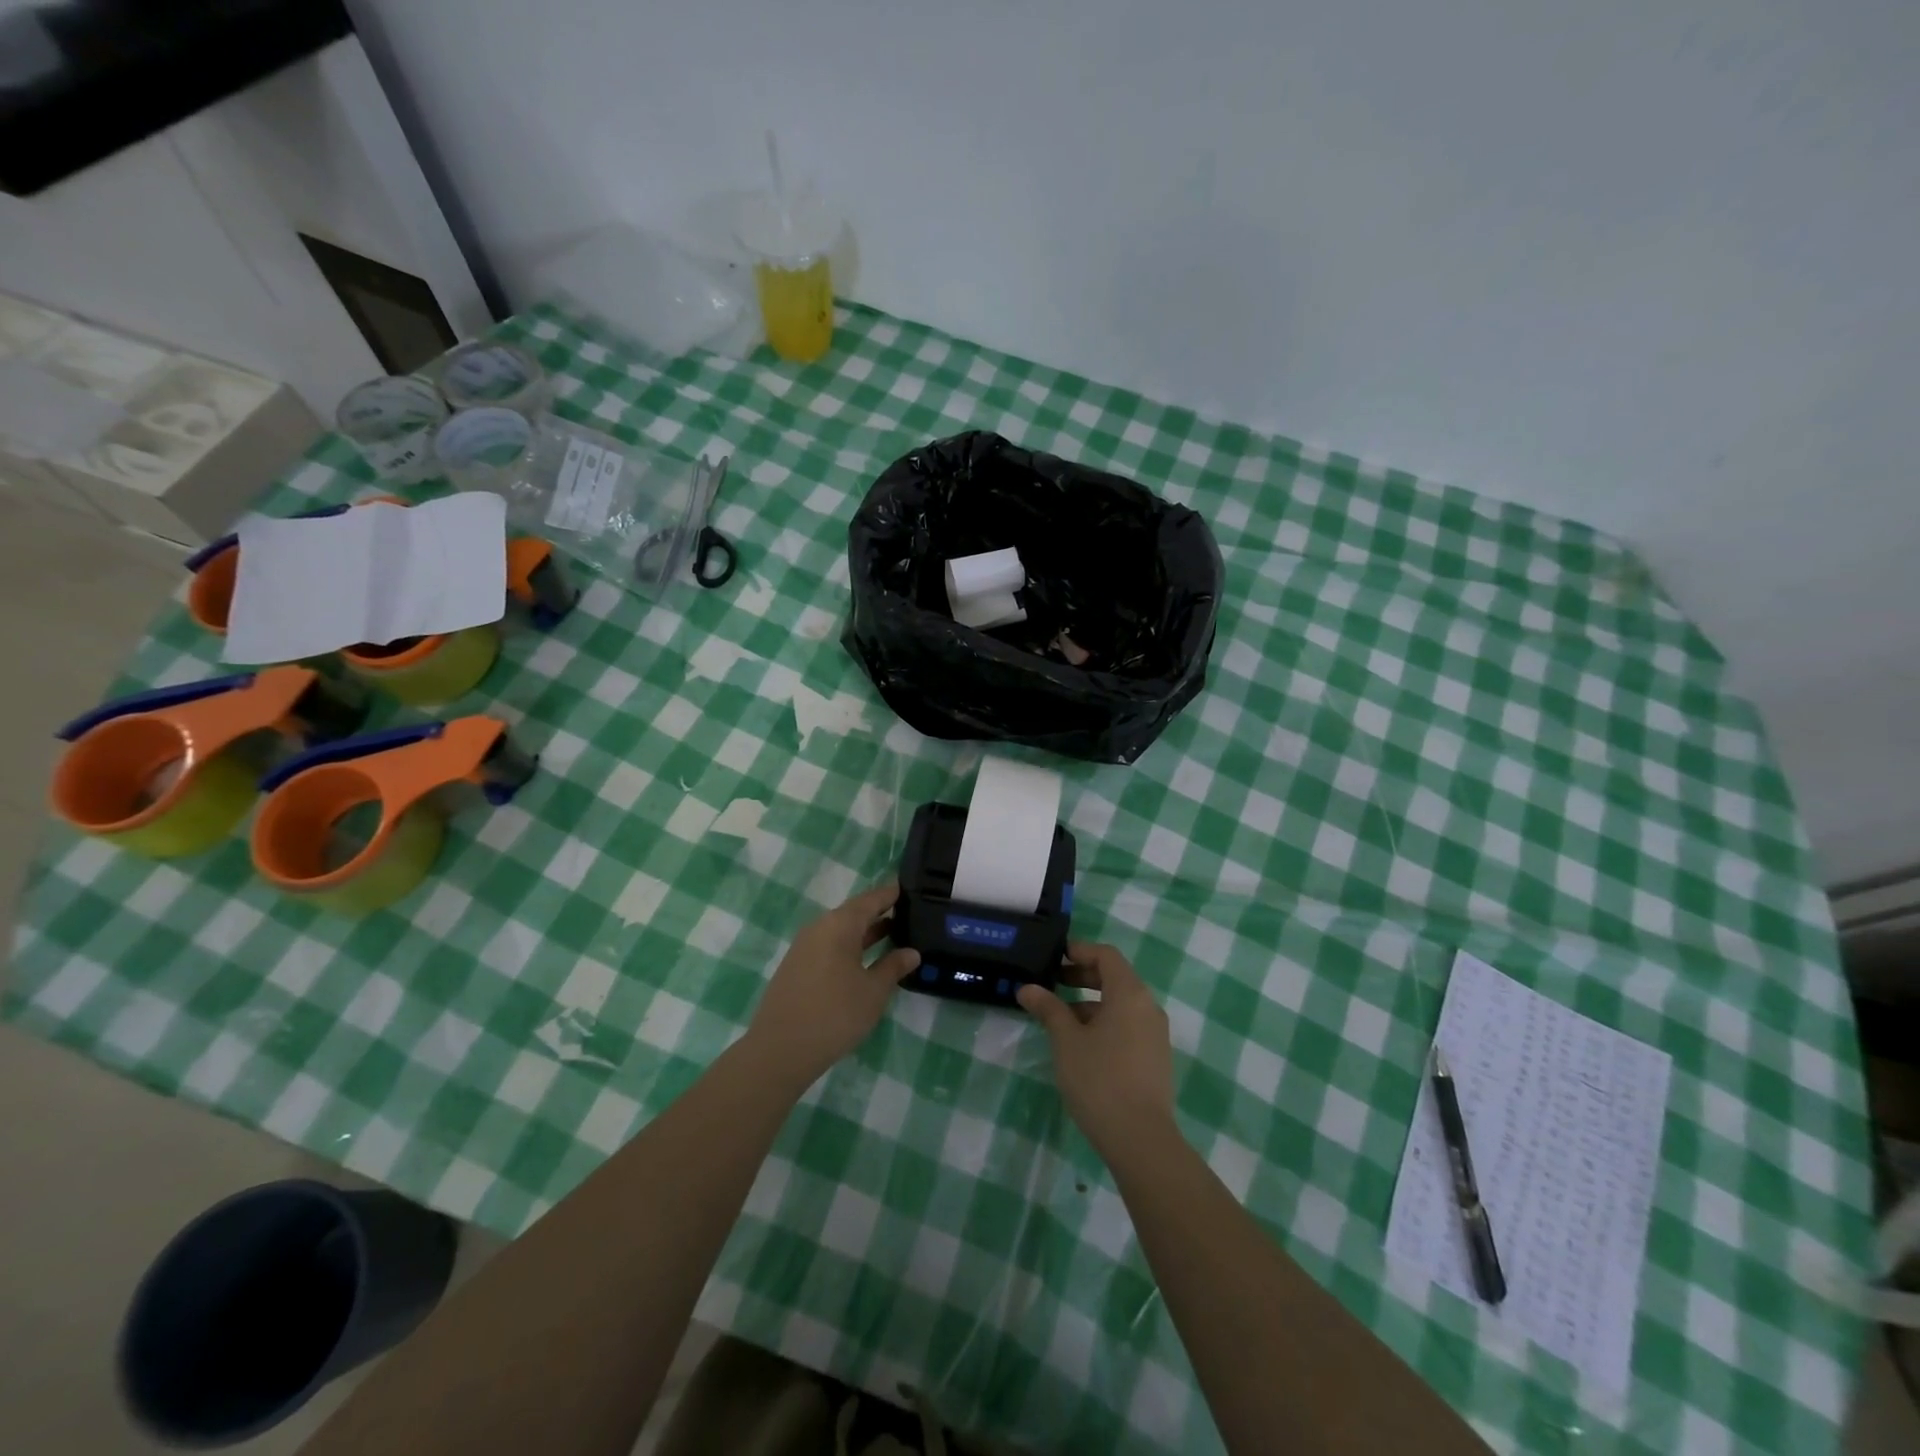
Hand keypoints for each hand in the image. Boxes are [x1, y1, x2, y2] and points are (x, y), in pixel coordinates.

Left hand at [745, 882, 918, 1089]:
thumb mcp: (873, 991)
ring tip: (893, 935)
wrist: (780, 1050)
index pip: (871, 899)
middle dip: (880, 913)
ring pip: (841, 931)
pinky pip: (829, 946)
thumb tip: (912, 952)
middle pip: (854, 913)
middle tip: (908, 913)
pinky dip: (850, 947)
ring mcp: (804, 947)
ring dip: (865, 932)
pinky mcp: (796, 966)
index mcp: (840, 924)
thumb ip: (893, 967)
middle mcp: (819, 927)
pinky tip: (864, 961)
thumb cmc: (834, 1014)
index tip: (910, 889)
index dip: (891, 894)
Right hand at [1017, 942, 1174, 1157]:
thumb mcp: (1066, 1040)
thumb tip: (1027, 988)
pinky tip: (1082, 1044)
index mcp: (1130, 993)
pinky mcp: (1155, 1057)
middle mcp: (1148, 1006)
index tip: (1055, 957)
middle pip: (1115, 977)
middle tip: (1053, 982)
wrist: (1141, 1139)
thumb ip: (1048, 1008)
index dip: (1080, 950)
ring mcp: (1155, 1033)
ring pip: (1121, 1004)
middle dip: (1083, 976)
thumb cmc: (1099, 1079)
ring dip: (1091, 1002)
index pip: (1106, 955)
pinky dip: (1105, 1022)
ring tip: (1060, 1018)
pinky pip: (1128, 1025)